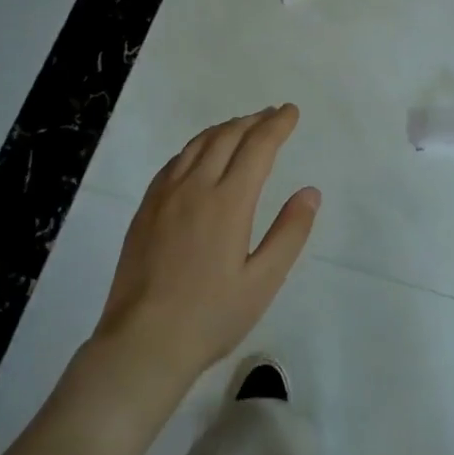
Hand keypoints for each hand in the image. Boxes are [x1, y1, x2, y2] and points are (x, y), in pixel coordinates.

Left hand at [92, 106, 319, 393]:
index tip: (290, 111)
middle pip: (226, 137)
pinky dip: (196, 147)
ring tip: (242, 126)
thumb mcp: (263, 282)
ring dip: (224, 128)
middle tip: (272, 115)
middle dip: (253, 121)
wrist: (142, 343)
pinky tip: (200, 155)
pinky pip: (174, 162)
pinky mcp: (145, 209)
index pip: (257, 147)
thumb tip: (310, 192)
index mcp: (228, 202)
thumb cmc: (211, 316)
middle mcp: (195, 187)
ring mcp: (165, 196)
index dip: (277, 125)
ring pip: (197, 145)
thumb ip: (289, 233)